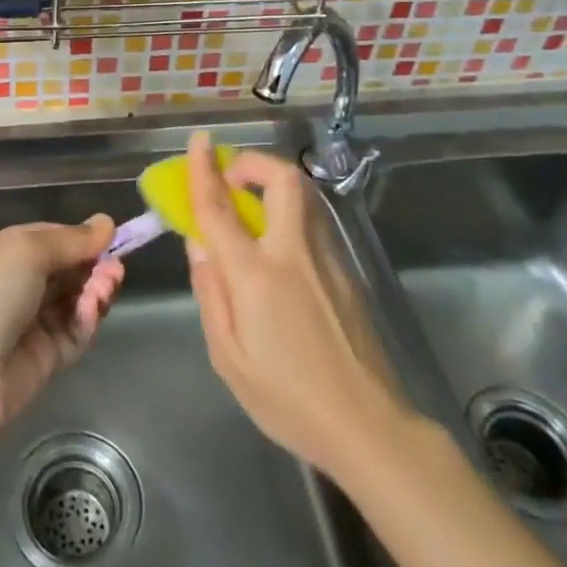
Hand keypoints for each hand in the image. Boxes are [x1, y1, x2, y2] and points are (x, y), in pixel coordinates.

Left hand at [0, 217, 125, 437]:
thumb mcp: (22, 252)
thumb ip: (69, 240)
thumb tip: (106, 223)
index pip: (44, 238)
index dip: (76, 236)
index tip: (110, 236)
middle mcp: (9, 286)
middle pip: (62, 269)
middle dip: (91, 264)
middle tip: (116, 265)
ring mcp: (27, 324)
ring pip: (72, 300)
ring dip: (95, 288)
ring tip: (110, 284)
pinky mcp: (43, 359)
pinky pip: (73, 332)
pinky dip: (88, 318)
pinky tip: (95, 307)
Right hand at [184, 131, 414, 479]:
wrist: (368, 427)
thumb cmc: (287, 400)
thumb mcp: (228, 358)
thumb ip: (210, 293)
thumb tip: (199, 244)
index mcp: (256, 275)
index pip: (221, 207)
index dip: (205, 169)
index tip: (198, 140)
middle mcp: (294, 253)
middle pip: (282, 180)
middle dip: (254, 163)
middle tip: (232, 177)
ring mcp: (328, 259)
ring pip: (304, 197)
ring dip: (273, 185)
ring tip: (251, 207)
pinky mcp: (348, 272)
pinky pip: (313, 224)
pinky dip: (289, 215)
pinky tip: (278, 249)